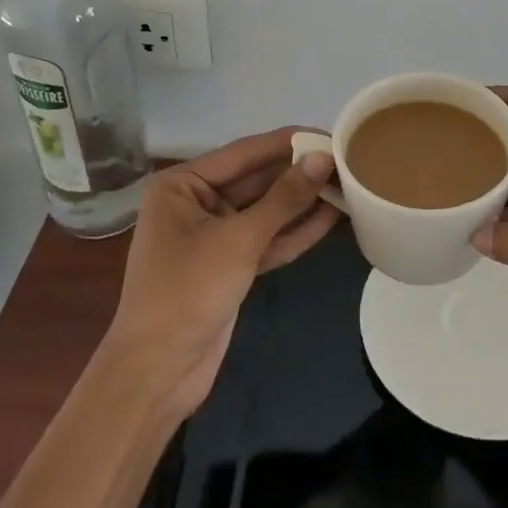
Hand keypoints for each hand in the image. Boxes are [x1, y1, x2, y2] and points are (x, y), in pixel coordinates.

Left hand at [102, 129, 339, 416]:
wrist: (157, 373)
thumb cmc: (187, 293)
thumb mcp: (238, 240)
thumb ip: (284, 198)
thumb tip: (323, 158)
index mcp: (182, 185)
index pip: (245, 153)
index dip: (289, 143)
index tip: (331, 134)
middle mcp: (196, 202)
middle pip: (257, 180)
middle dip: (299, 173)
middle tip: (348, 161)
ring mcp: (214, 236)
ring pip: (266, 211)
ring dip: (303, 201)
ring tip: (349, 184)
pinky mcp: (230, 265)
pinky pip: (267, 239)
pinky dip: (295, 231)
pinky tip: (332, 217)